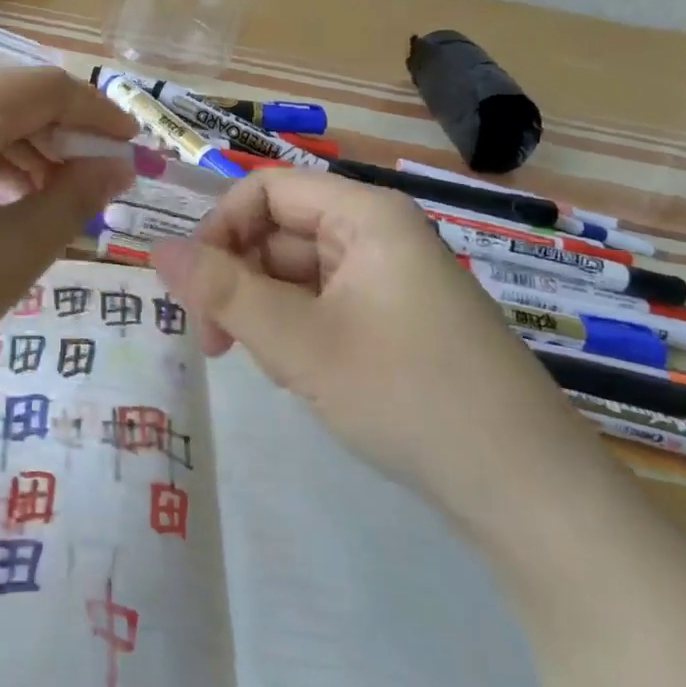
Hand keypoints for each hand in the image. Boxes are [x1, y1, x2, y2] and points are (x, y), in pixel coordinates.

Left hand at [0, 68, 134, 393]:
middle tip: (99, 186)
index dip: (98, 113)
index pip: (44, 88)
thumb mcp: (12, 253)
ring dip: (22, 154)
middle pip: (6, 101)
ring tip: (55, 203)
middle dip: (60, 138)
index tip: (134, 148)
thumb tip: (118, 166)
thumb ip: (75, 198)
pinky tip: (2, 206)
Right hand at [152, 169, 612, 544]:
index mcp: (364, 215)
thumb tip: (155, 249)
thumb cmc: (409, 396)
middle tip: (218, 343)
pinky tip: (305, 378)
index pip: (265, 190)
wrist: (530, 496)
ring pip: (296, 274)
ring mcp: (389, 279)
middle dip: (240, 280)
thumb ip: (222, 291)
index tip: (195, 287)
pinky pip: (324, 305)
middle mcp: (377, 234)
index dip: (220, 228)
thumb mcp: (299, 343)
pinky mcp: (396, 321)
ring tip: (277, 369)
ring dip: (267, 312)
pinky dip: (299, 334)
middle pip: (278, 232)